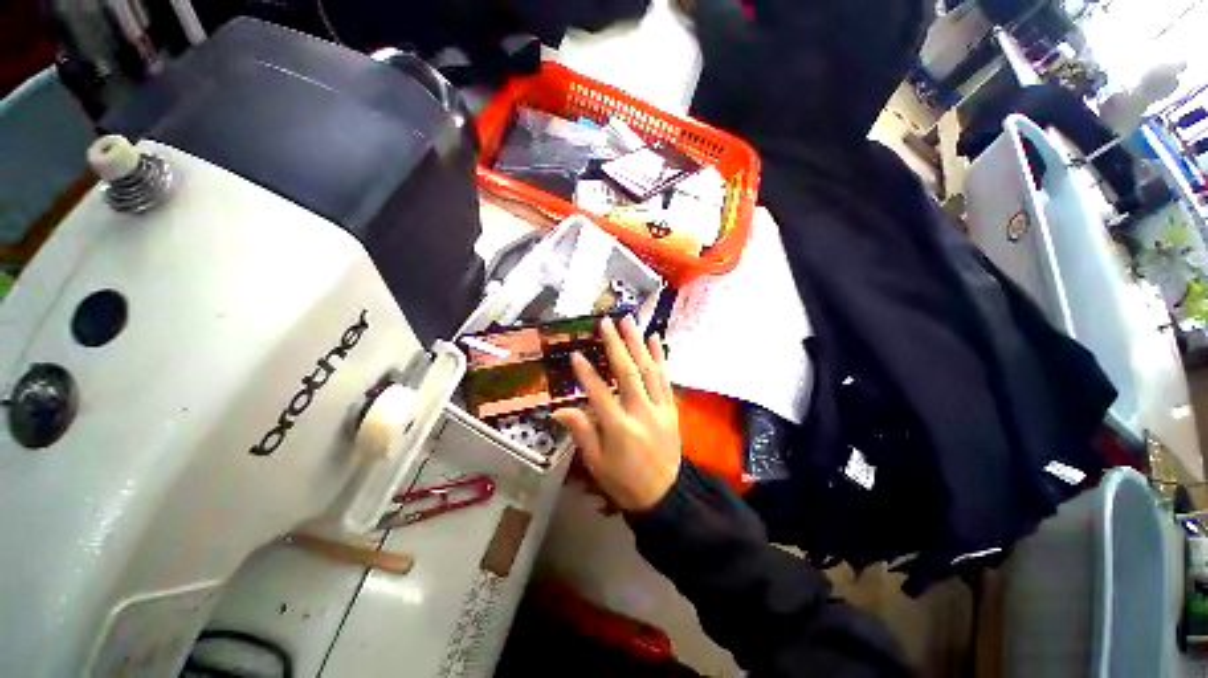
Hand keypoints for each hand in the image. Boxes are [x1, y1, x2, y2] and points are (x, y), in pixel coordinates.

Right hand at [553, 316, 681, 511]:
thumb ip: (581, 431)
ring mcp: (660, 408)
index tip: (576, 353)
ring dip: (638, 343)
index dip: (586, 373)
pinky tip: (655, 339)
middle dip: (616, 345)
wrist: (665, 495)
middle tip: (607, 322)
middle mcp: (642, 412)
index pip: (600, 394)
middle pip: (628, 373)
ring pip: (649, 370)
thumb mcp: (597, 463)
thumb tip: (558, 410)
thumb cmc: (624, 481)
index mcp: (620, 429)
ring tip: (630, 321)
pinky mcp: (671, 407)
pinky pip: (665, 378)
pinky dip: (660, 357)